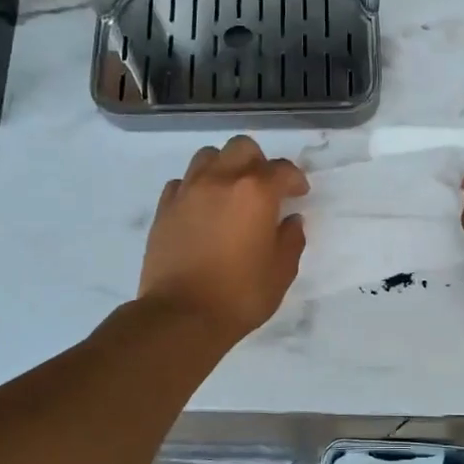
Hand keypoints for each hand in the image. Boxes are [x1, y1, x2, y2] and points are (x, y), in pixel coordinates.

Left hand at [139, 136, 309, 340]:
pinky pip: (183, 182)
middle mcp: (221, 180)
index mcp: (256, 192)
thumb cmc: (240, 295)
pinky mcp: (164, 208)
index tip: (298, 195)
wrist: (181, 315)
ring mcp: (188, 191)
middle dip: (258, 162)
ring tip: (230, 192)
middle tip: (264, 189)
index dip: (295, 180)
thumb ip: (291, 239)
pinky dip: (196, 188)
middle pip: (242, 148)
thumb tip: (291, 221)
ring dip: (225, 167)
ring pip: (208, 156)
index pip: (282, 169)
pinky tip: (202, 209)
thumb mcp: (281, 271)